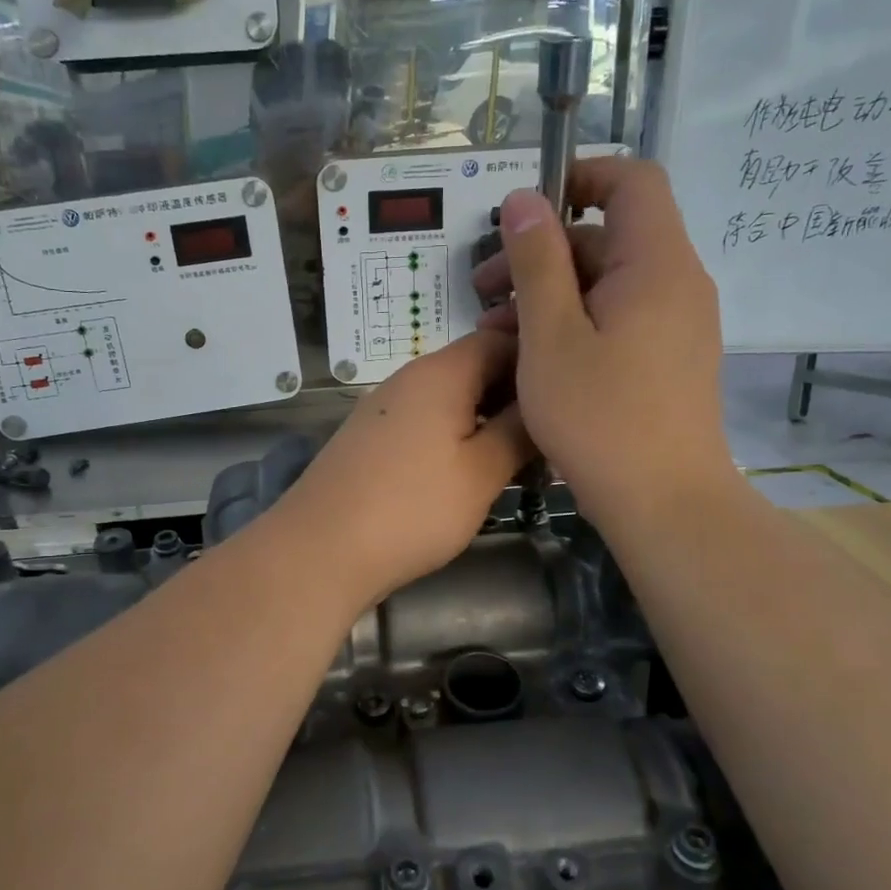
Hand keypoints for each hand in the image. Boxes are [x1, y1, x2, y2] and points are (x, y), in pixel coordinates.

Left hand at [275, 332, 533, 607]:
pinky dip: (456, 439)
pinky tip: (472, 474)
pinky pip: (426, 424)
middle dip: (516, 397)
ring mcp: (385, 409)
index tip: (569, 397)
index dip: (538, 361)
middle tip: (552, 436)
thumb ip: (519, 431)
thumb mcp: (481, 472)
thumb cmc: (412, 508)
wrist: (320, 549)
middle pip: (474, 369)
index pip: (500, 340)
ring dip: (487, 421)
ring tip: (521, 460)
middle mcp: (409, 379)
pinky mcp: (372, 440)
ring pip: (451, 400)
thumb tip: (543, 403)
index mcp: (440, 373)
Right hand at [471, 157, 735, 526]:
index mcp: (657, 265)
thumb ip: (537, 262)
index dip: (579, 176)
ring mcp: (677, 325)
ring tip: (495, 332)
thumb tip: (524, 199)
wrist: (665, 503)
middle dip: (542, 253)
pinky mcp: (668, 359)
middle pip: (609, 237)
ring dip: (550, 293)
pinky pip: (619, 318)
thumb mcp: (551, 337)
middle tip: (482, 290)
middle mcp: (677, 284)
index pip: (633, 181)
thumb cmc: (601, 418)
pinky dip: (575, 322)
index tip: (525, 210)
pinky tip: (532, 356)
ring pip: (608, 283)